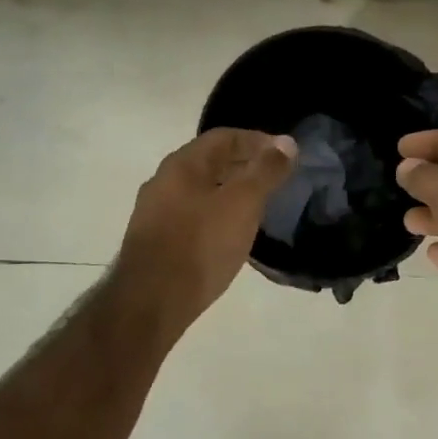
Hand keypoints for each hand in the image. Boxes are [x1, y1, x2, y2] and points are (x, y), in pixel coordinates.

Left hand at [114, 128, 296, 328]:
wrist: (151, 302)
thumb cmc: (201, 245)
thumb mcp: (242, 203)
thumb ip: (265, 171)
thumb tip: (286, 142)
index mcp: (182, 164)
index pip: (224, 136)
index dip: (257, 140)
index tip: (285, 154)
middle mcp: (163, 181)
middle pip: (210, 162)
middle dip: (244, 165)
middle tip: (275, 178)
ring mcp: (155, 213)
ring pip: (200, 190)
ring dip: (230, 191)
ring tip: (259, 206)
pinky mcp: (155, 242)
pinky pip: (192, 216)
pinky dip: (216, 215)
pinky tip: (231, 233)